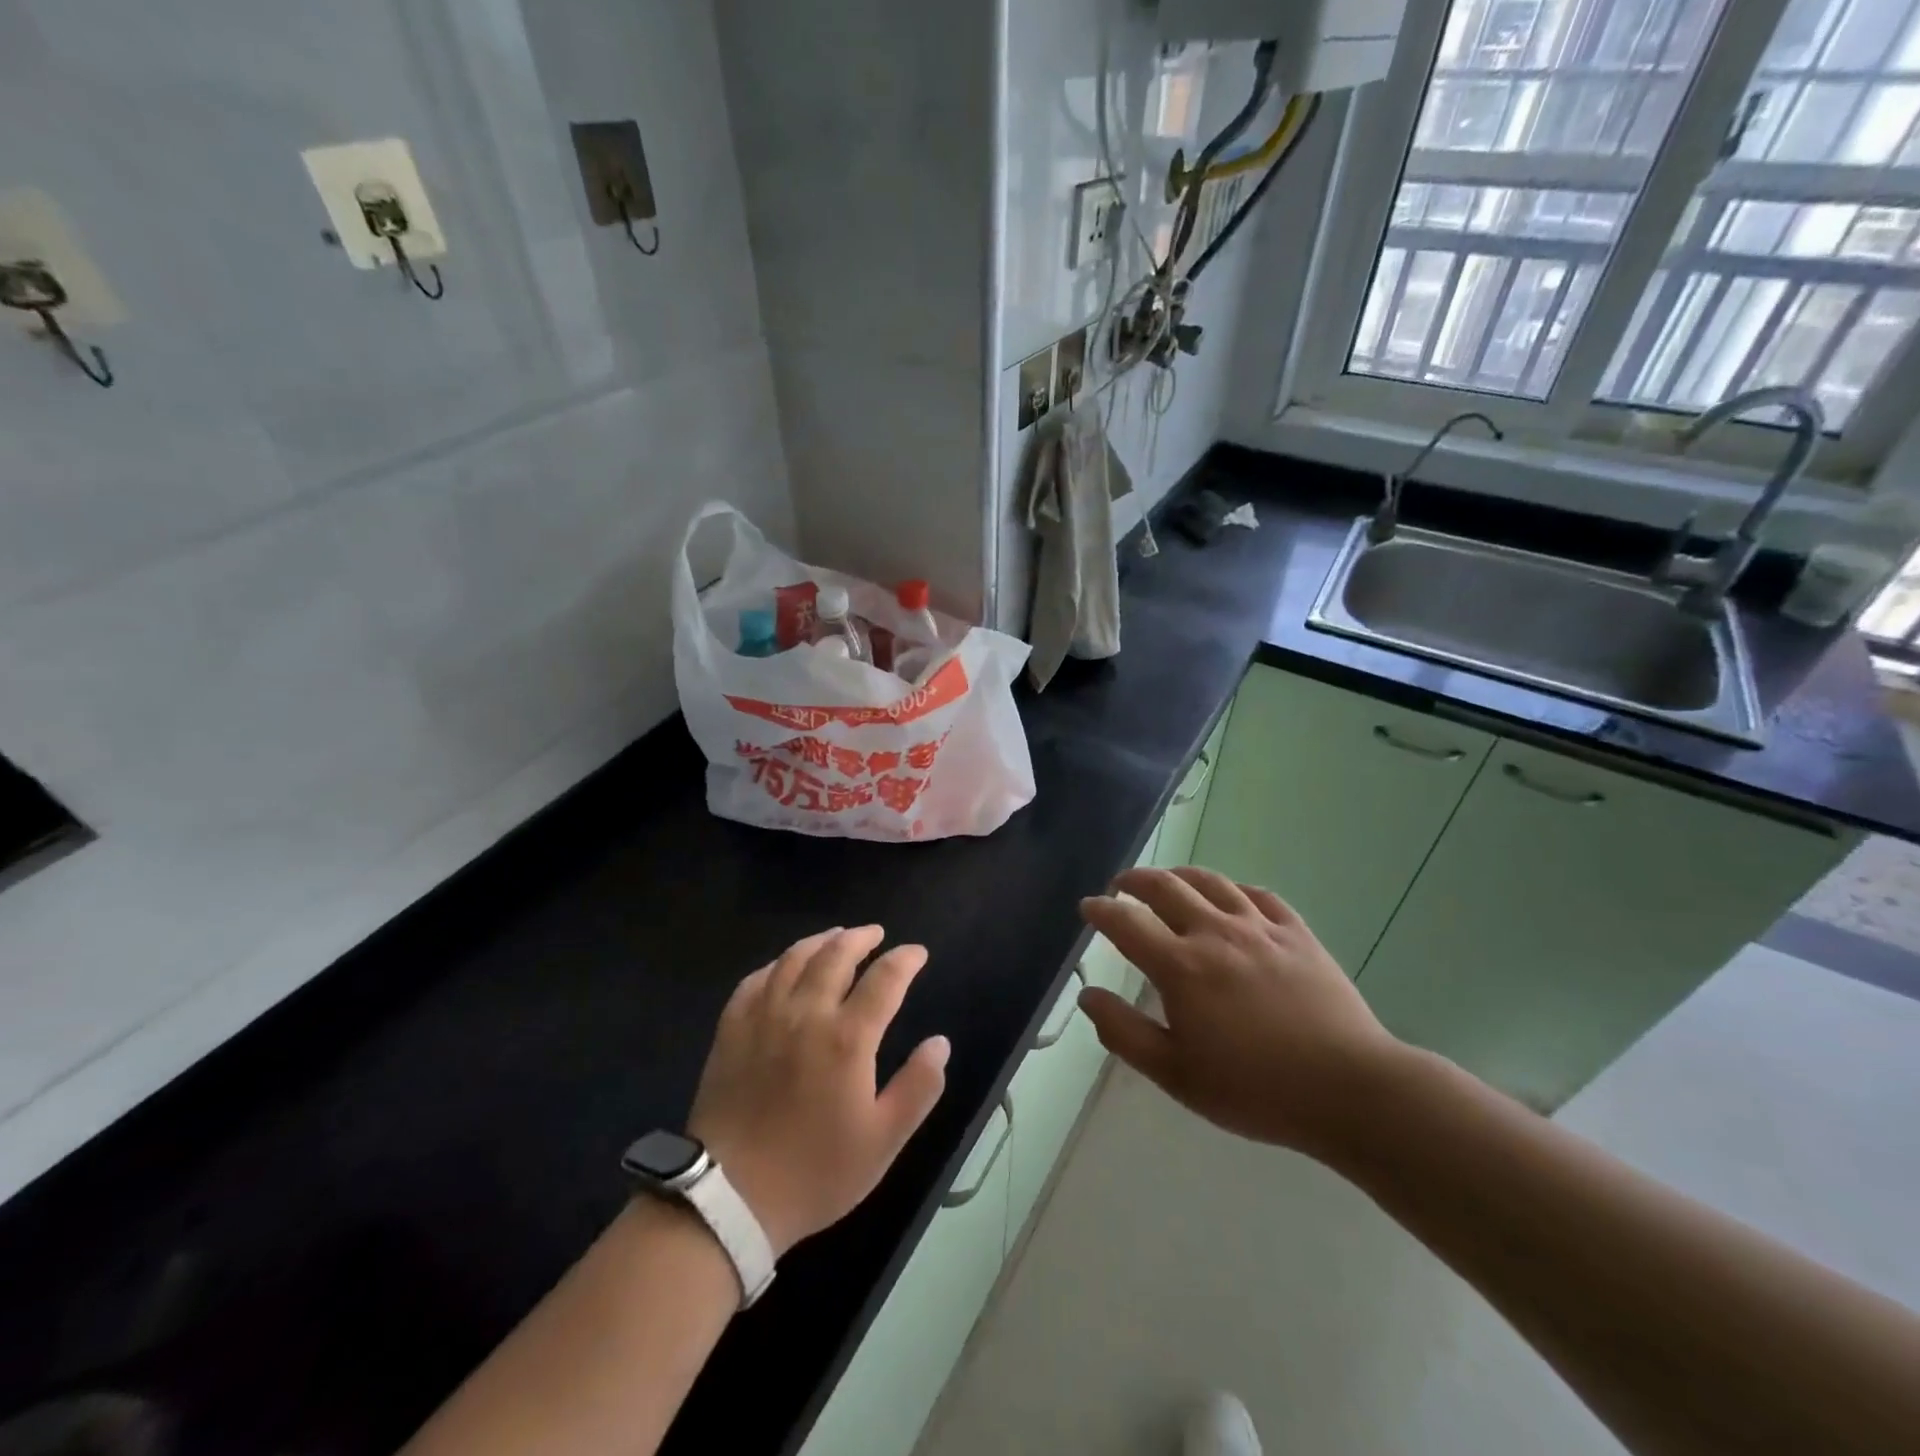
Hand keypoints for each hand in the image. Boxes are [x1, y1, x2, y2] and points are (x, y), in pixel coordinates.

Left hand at [687, 927, 949, 1257]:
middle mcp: (806, 1013)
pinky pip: (755, 980)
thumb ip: (919, 1087)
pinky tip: (783, 967)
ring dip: (821, 941)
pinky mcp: (731, 1030)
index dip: (905, 960)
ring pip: (794, 959)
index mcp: (848, 1037)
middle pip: (836, 954)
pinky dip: (776, 965)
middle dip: (862, 938)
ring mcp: (763, 1017)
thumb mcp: (883, 1140)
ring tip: (836, 937)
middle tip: (877, 934)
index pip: (885, 979)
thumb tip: (940, 1043)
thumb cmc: (815, 1172)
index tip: (917, 953)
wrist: (729, 1198)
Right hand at [1077, 867, 1402, 1159]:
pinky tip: (1229, 896)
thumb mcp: (1176, 1074)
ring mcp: (1259, 927)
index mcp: (1180, 966)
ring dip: (1179, 875)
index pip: (1126, 922)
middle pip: (1165, 886)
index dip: (1101, 910)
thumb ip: (1124, 1032)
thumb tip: (1088, 996)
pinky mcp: (1296, 933)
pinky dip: (1232, 888)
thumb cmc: (1254, 1089)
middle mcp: (1214, 932)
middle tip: (1120, 886)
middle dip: (1134, 880)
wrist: (1349, 1089)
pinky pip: (1257, 894)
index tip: (1088, 907)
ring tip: (1167, 880)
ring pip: (1210, 881)